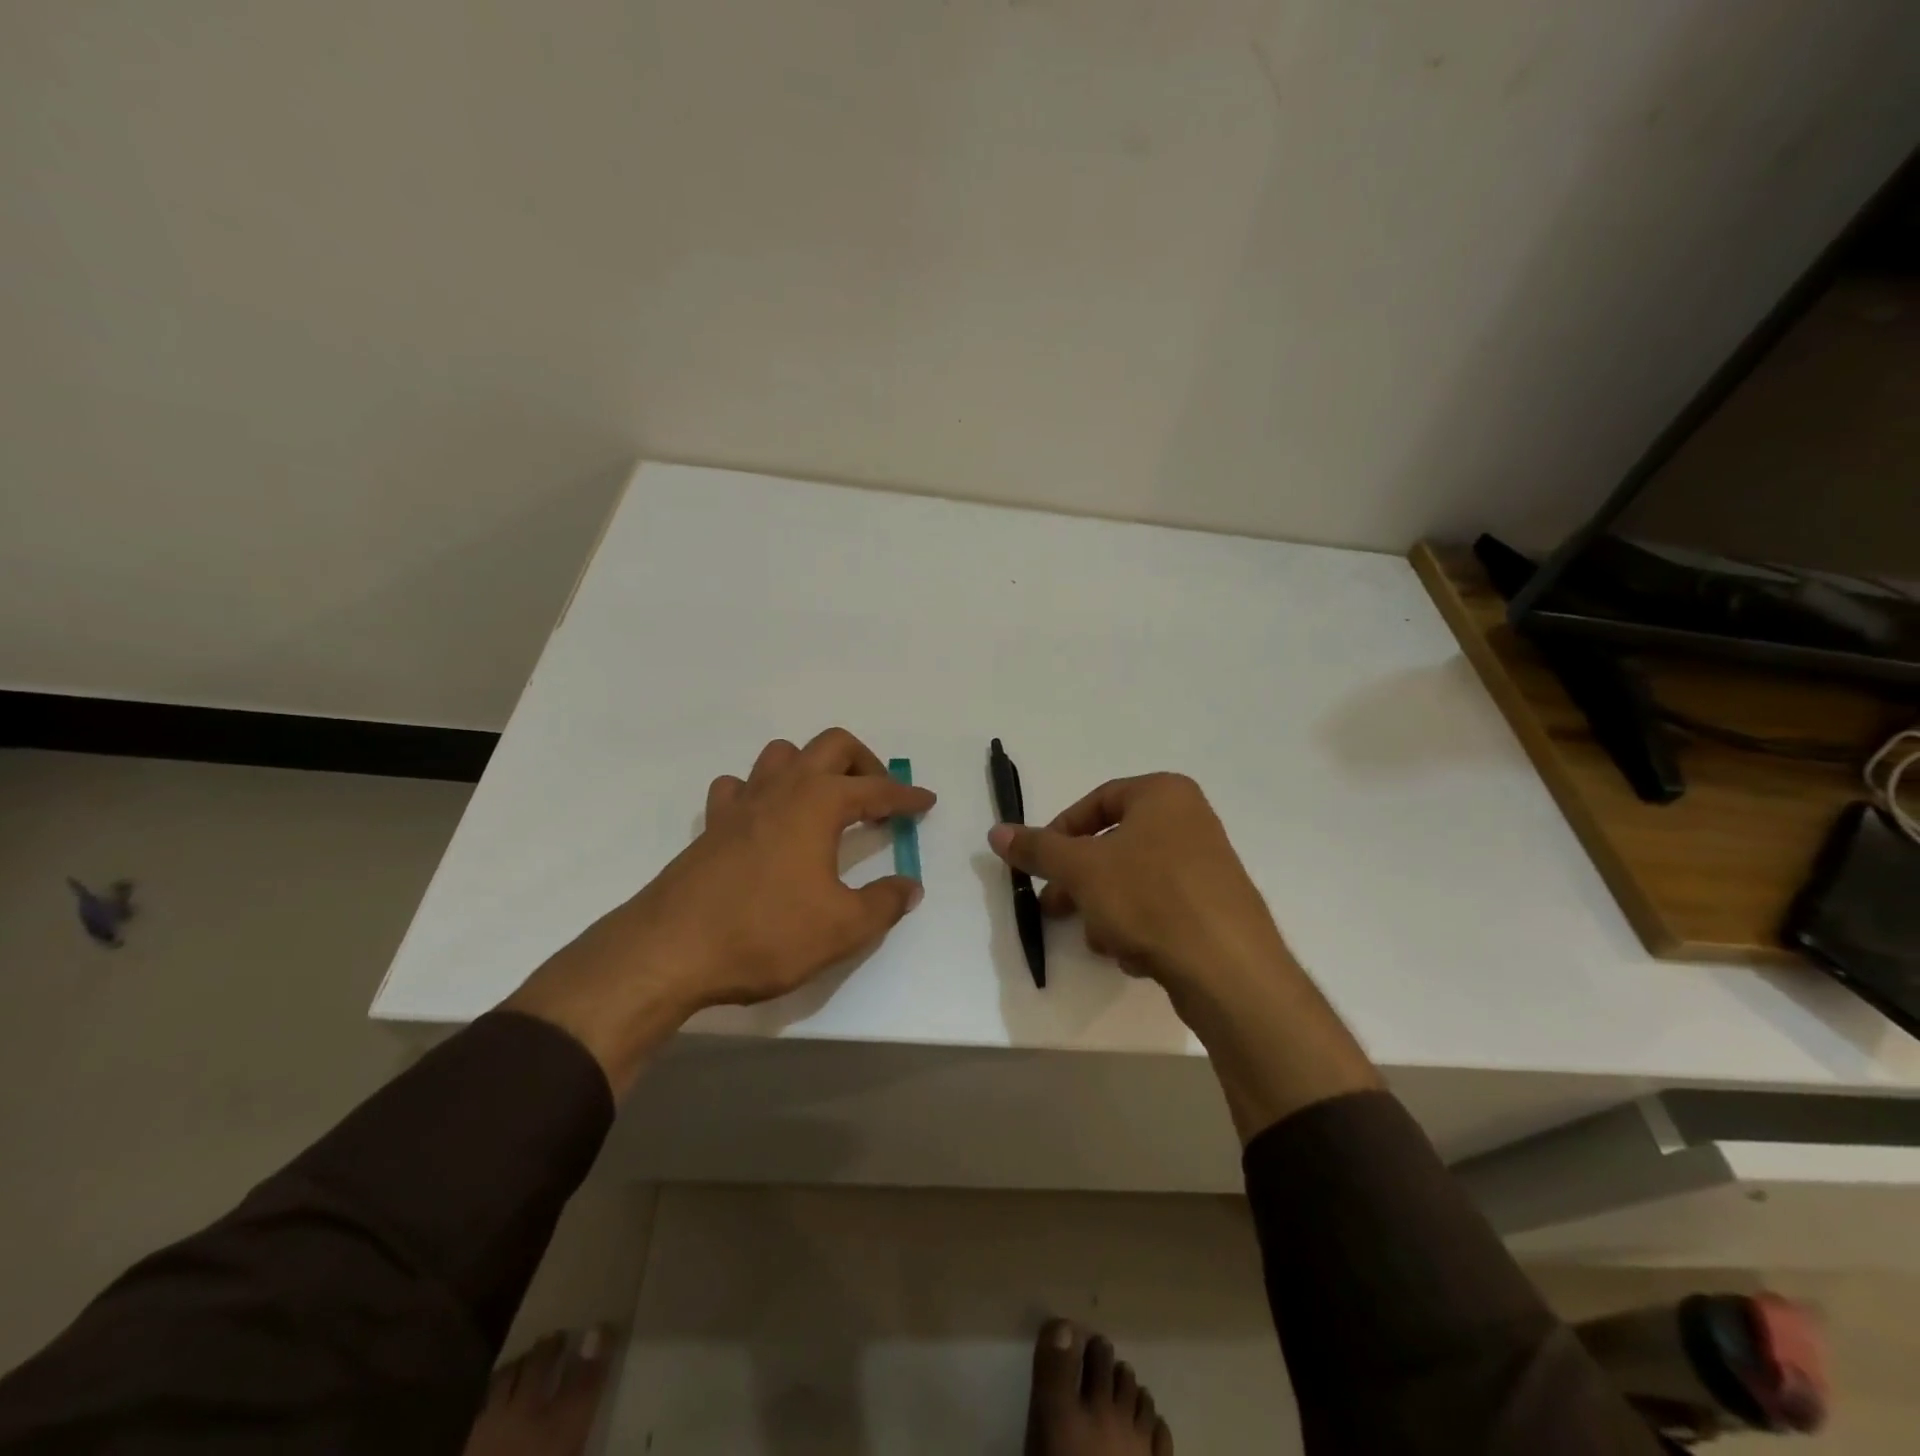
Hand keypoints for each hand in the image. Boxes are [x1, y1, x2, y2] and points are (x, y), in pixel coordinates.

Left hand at [506, 728, 933, 1091]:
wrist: (671, 951)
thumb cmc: (766, 933)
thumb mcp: (843, 928)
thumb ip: (885, 903)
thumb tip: (910, 886)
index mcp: (819, 803)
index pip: (877, 790)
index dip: (906, 796)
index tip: (926, 802)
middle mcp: (783, 788)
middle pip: (831, 745)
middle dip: (864, 763)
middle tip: (878, 798)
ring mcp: (741, 803)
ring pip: (781, 755)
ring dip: (811, 767)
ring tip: (825, 802)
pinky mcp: (711, 825)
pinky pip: (739, 788)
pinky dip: (760, 792)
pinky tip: (766, 821)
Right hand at [987, 773, 1287, 1000]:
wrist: (1228, 969)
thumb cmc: (1150, 898)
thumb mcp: (1082, 869)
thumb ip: (1038, 849)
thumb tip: (996, 832)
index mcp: (1164, 794)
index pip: (1097, 801)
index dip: (1060, 832)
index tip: (1041, 865)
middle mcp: (1190, 821)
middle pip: (1114, 845)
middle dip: (1081, 882)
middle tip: (1055, 908)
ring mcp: (1207, 866)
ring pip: (1134, 882)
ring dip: (1107, 911)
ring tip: (1100, 941)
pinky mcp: (1215, 908)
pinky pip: (1162, 908)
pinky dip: (1140, 928)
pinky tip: (1134, 956)